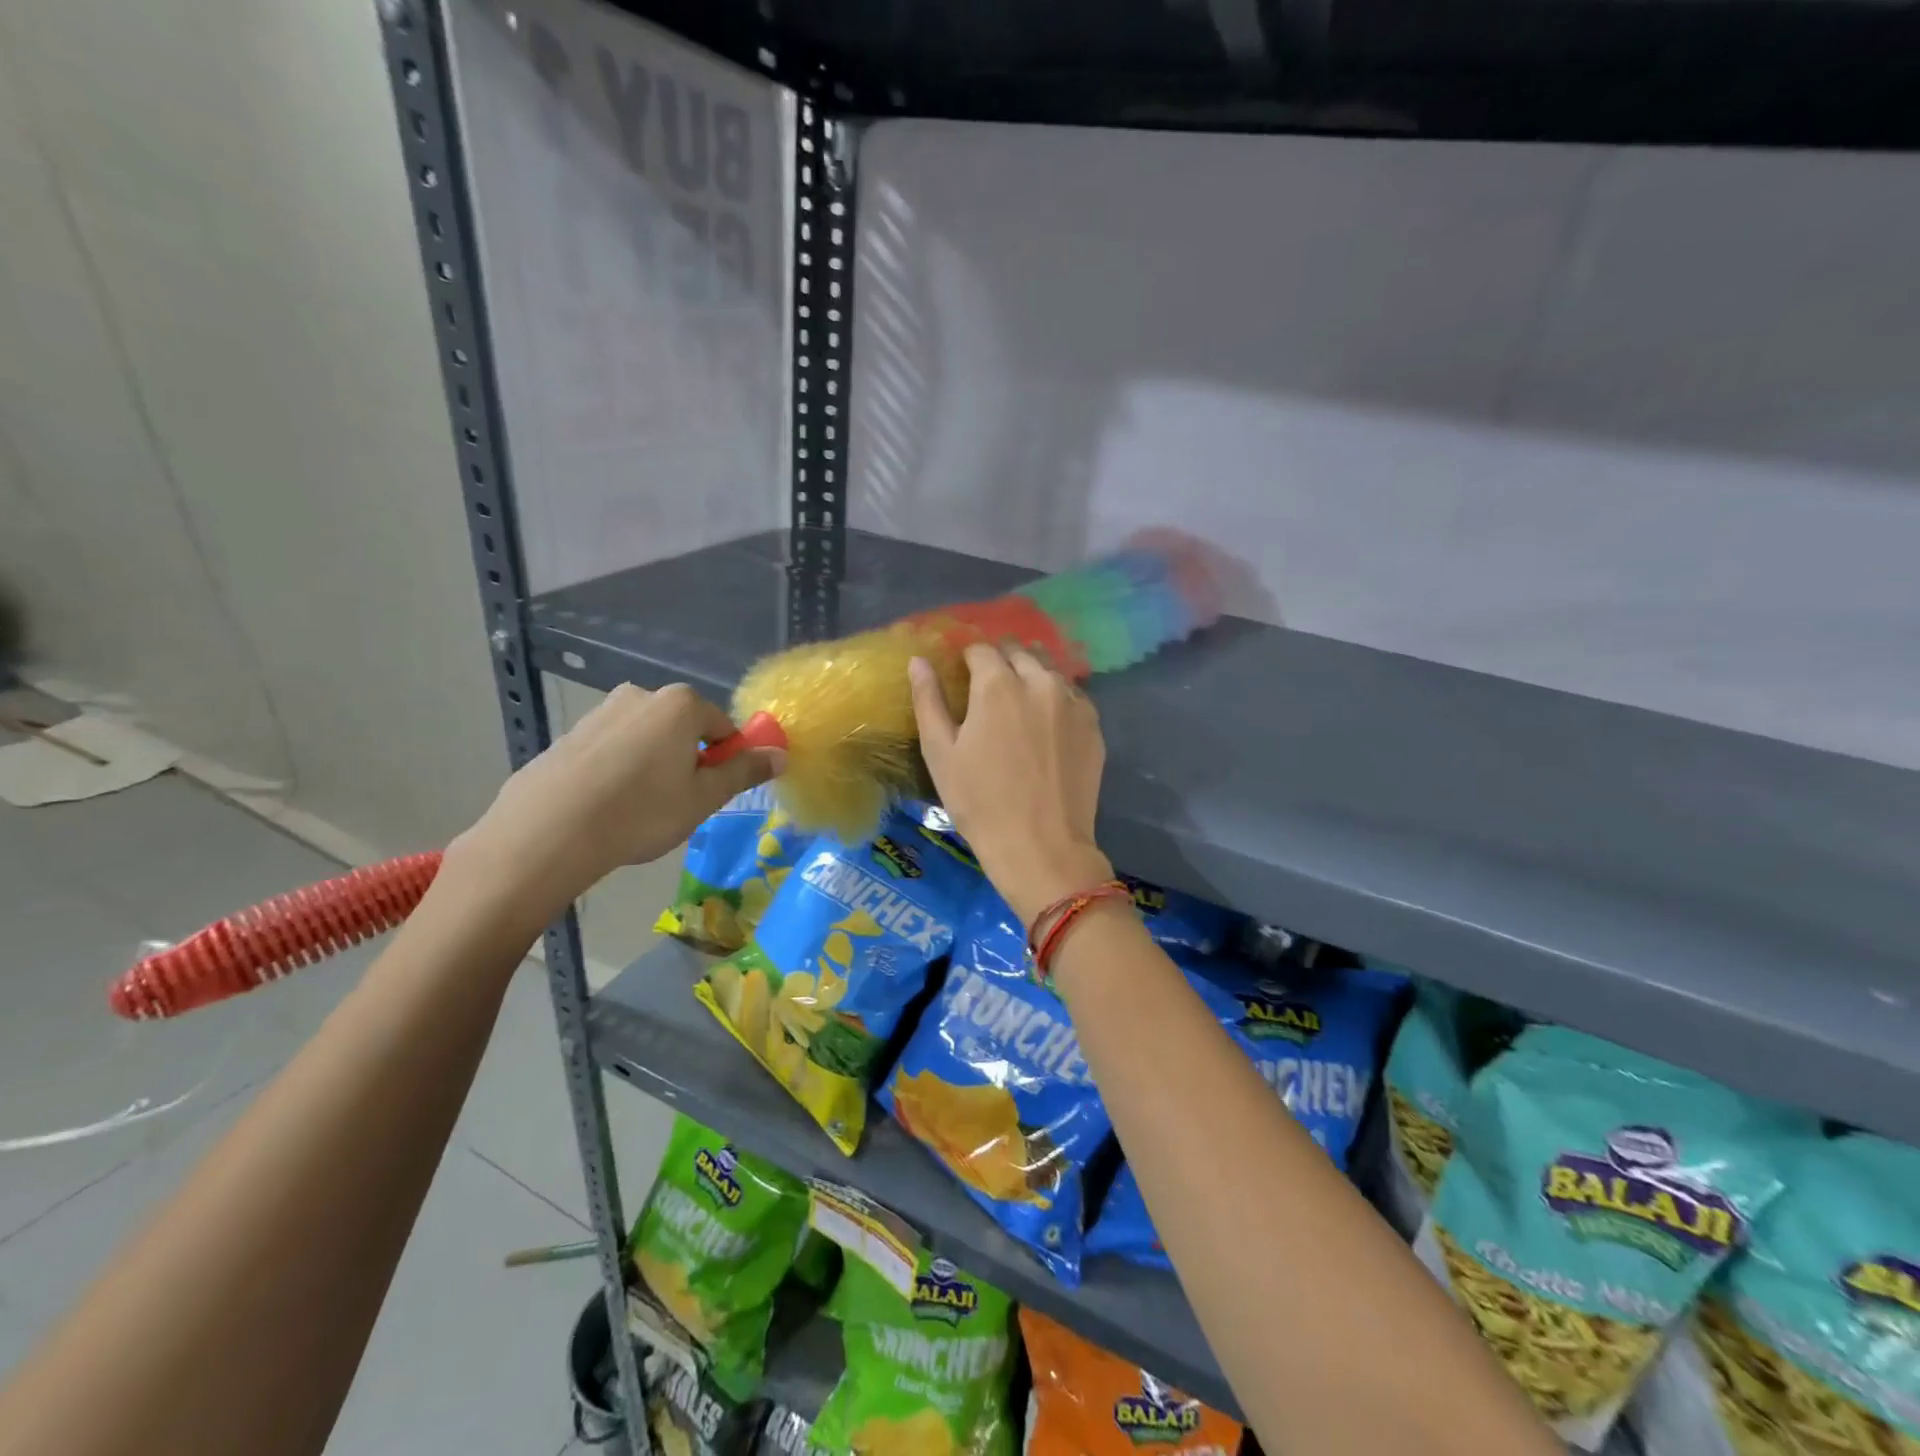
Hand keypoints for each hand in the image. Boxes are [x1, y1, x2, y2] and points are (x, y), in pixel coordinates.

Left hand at [445, 683, 783, 926]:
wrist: (546, 833)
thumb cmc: (640, 812)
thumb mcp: (704, 798)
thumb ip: (744, 771)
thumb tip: (780, 754)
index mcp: (680, 704)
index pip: (723, 727)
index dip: (726, 761)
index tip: (714, 793)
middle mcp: (641, 696)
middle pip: (683, 729)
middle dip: (688, 761)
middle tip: (679, 804)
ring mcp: (600, 713)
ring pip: (646, 740)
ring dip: (653, 767)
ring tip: (639, 811)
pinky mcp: (569, 736)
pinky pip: (611, 751)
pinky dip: (618, 772)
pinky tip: (607, 808)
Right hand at [910, 645, 1112, 927]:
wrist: (1041, 846)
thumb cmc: (980, 802)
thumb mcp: (940, 753)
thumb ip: (928, 700)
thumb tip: (919, 661)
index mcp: (998, 685)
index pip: (981, 649)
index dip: (968, 657)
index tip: (962, 673)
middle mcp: (1040, 682)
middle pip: (1019, 652)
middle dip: (1001, 660)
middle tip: (988, 687)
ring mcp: (1073, 702)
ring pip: (1050, 669)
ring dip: (1032, 673)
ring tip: (1019, 700)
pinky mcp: (1094, 725)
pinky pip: (1073, 695)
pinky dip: (1056, 697)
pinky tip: (1047, 722)